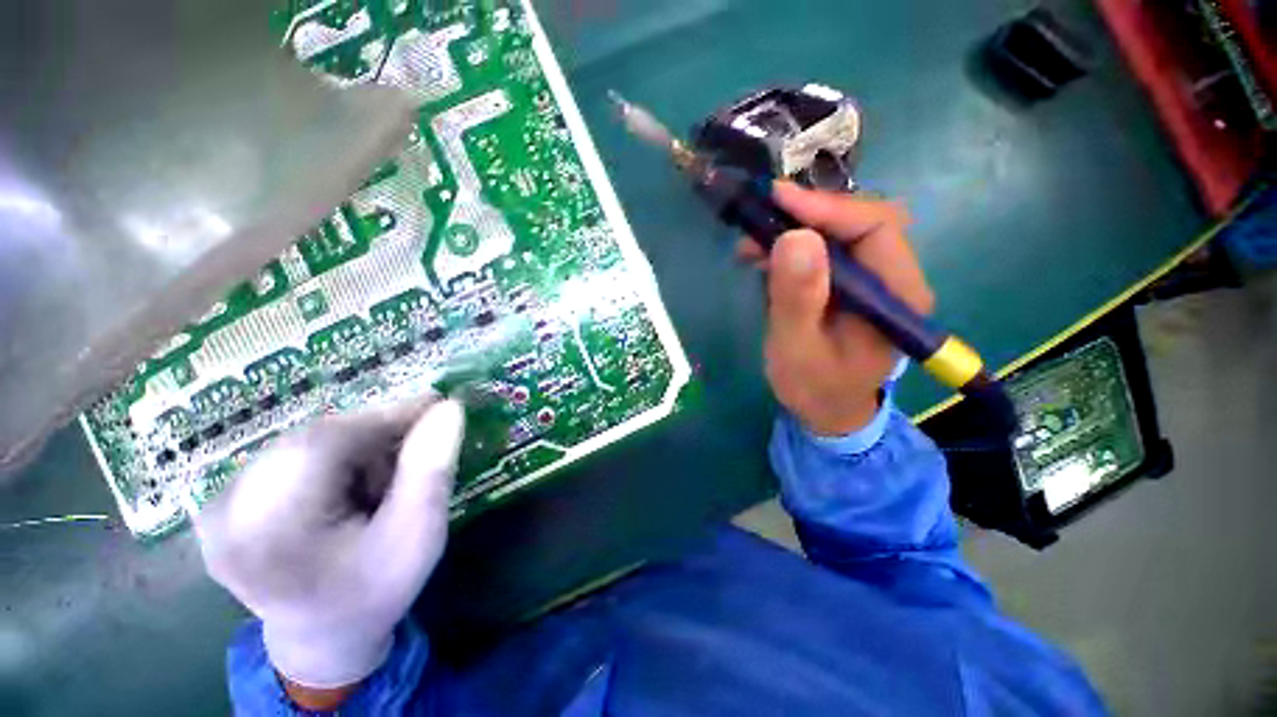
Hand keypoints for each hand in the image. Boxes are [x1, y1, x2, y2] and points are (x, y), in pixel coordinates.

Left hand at [195, 397, 465, 694]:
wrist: (323, 636)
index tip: (436, 406)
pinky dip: (334, 458)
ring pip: (306, 442)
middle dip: (375, 436)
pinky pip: (292, 454)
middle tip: (418, 446)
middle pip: (315, 439)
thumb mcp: (418, 535)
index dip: (387, 416)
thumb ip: (432, 470)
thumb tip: (449, 409)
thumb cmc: (376, 591)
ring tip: (383, 480)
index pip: (327, 442)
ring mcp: (219, 504)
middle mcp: (226, 511)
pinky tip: (352, 487)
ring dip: (356, 449)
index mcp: (268, 532)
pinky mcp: (225, 500)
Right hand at [738, 182, 933, 435]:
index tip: (777, 201)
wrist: (825, 410)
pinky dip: (792, 246)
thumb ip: (798, 299)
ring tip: (751, 244)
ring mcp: (871, 280)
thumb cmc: (814, 387)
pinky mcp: (849, 284)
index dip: (827, 208)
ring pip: (839, 232)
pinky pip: (825, 250)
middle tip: (759, 220)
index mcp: (897, 295)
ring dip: (795, 229)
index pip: (876, 227)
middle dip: (808, 215)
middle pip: (860, 221)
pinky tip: (764, 257)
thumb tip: (794, 237)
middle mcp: (893, 278)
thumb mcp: (797, 348)